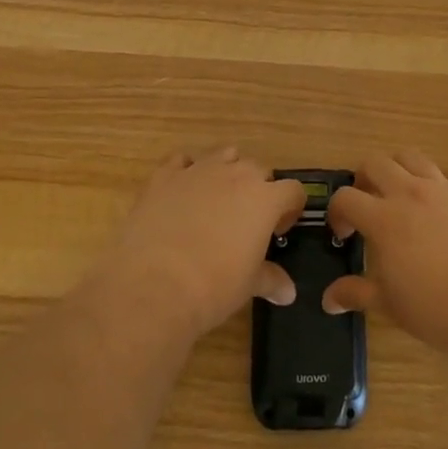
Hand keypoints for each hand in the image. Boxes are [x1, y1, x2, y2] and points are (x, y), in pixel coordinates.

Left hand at [97, 147, 308, 338]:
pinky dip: (187, 170)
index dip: (290, 209)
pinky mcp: (165, 176)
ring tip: (218, 200)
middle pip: (258, 169)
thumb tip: (288, 293)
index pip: (293, 190)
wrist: (154, 286)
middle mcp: (236, 174)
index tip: (278, 230)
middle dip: (259, 189)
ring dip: (227, 171)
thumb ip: (271, 280)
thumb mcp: (249, 285)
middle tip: (247, 220)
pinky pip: (182, 160)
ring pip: (224, 155)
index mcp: (265, 198)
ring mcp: (199, 170)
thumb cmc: (214, 287)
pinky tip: (182, 192)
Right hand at [322, 151, 447, 359]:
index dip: (337, 212)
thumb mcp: (390, 306)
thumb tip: (329, 299)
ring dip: (399, 170)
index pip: (346, 197)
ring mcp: (446, 187)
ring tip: (403, 194)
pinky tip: (444, 207)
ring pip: (412, 157)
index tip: (344, 234)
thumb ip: (356, 294)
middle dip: (364, 179)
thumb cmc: (438, 309)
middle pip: (375, 162)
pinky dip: (439, 183)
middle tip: (369, 204)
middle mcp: (411, 192)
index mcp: (384, 218)